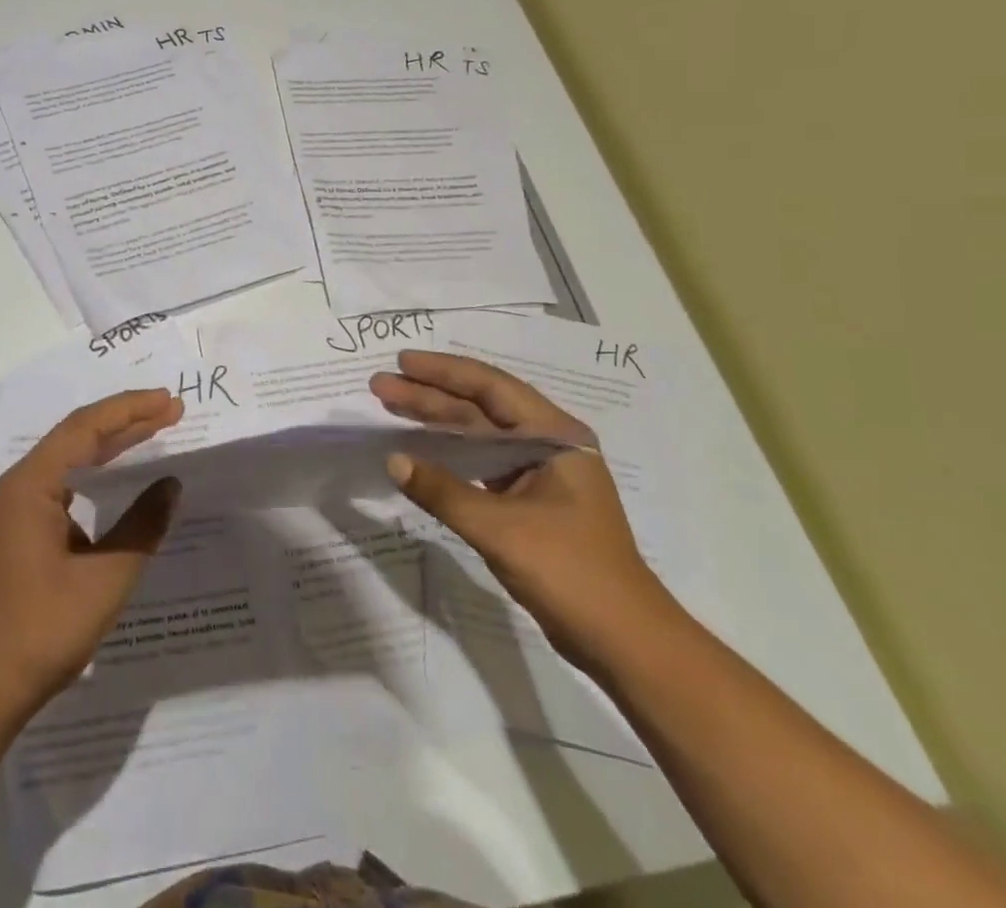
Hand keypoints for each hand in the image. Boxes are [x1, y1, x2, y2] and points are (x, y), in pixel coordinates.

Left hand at [0, 388, 184, 718]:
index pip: (86, 427)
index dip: (130, 409)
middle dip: (125, 420)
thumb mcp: (105, 578)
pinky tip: (118, 480)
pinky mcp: (21, 531)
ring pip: (70, 460)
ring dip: (112, 445)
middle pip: (78, 436)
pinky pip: (64, 485)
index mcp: (32, 484)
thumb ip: (142, 526)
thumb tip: (171, 485)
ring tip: (153, 431)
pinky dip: (96, 474)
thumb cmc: (42, 630)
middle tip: (170, 410)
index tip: (168, 401)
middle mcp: (21, 485)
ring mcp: (18, 509)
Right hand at [369, 349, 679, 669]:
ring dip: (435, 422)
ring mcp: (539, 475)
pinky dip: (449, 455)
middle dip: (429, 395)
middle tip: (380, 385)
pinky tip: (419, 452)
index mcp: (555, 436)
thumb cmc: (570, 572)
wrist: (625, 643)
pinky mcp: (529, 502)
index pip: (491, 387)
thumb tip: (392, 460)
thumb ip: (443, 491)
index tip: (401, 362)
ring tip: (389, 407)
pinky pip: (481, 464)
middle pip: (480, 408)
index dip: (443, 371)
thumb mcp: (500, 529)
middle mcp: (548, 445)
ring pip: (478, 435)